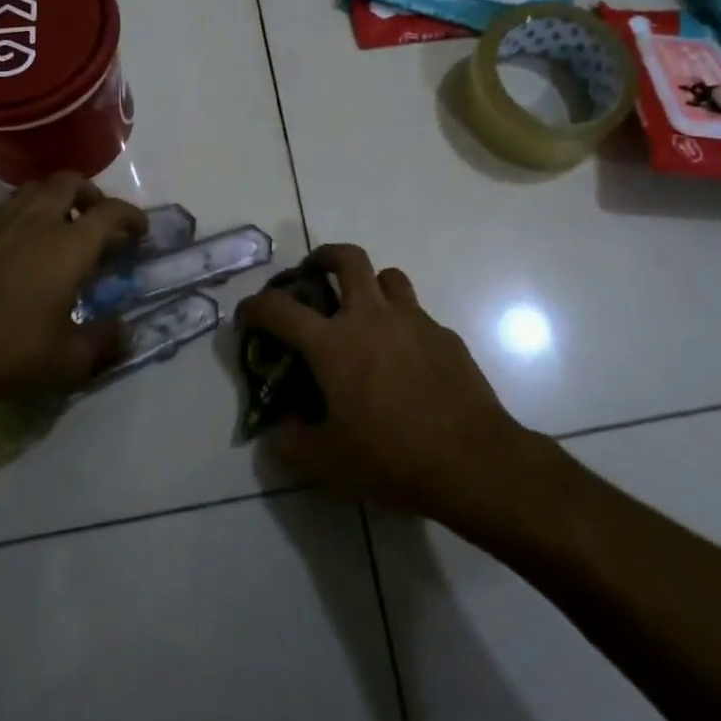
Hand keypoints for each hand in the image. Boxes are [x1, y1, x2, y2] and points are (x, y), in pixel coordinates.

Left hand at [0, 174, 146, 415]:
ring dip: (58, 199)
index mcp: (69, 246)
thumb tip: (125, 331)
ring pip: (36, 188)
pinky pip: (8, 205)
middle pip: (71, 182)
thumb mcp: (67, 362)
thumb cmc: (6, 351)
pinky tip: (23, 243)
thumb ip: (104, 342)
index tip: (139, 232)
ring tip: (62, 229)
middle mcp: (38, 221)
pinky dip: (26, 211)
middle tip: (98, 222)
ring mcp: (0, 222)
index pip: (111, 212)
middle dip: (92, 195)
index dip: (132, 217)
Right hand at [234, 244, 531, 522]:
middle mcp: (371, 318)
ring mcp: (413, 321)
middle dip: (323, 256)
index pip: (280, 309)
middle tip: (313, 274)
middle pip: (346, 258)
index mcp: (333, 343)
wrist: (473, 461)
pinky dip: (402, 323)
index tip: (248, 313)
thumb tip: (280, 431)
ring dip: (369, 284)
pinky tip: (405, 358)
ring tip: (363, 311)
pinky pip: (417, 314)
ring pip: (388, 276)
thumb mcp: (328, 463)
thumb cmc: (391, 458)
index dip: (256, 306)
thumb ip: (292, 443)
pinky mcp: (445, 336)